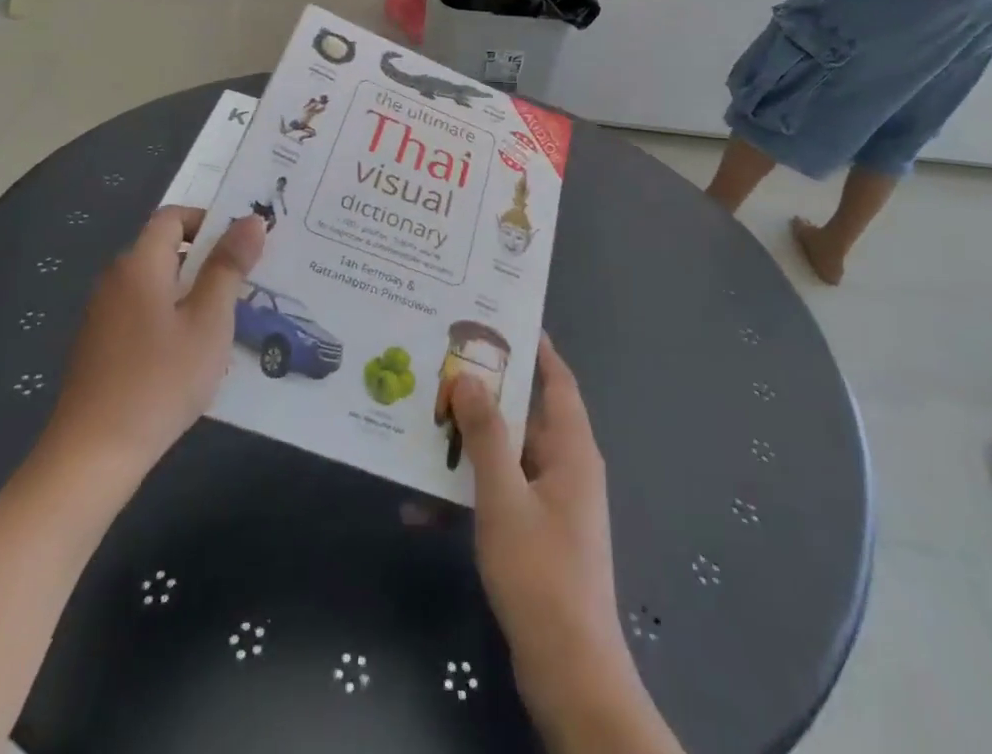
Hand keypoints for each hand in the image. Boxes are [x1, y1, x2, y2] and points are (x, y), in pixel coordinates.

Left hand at [38, 207, 265, 480]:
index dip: (209, 221)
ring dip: (192, 290)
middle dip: (207, 258)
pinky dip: (171, 316)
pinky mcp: (100, 346)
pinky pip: (143, 311)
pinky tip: (193, 352)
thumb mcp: (209, 321)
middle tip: (248, 281)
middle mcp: (116, 280)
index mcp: (139, 264)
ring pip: (156, 283)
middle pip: (165, 249)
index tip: (243, 245)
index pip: (173, 217)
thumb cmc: (160, 380)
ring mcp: (103, 315)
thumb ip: (229, 267)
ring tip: (228, 318)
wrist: (92, 456)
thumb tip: (253, 219)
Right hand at [444, 338, 632, 720]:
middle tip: (442, 369)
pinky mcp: (535, 533)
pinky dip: (466, 497)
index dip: (537, 349)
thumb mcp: (504, 498)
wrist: (568, 670)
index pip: (558, 381)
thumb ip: (486, 436)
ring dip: (467, 448)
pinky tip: (419, 510)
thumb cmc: (540, 572)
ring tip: (421, 429)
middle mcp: (566, 467)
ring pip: (506, 456)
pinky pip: (499, 496)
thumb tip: (468, 378)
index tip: (504, 321)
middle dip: (484, 396)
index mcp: (572, 449)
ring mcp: (551, 502)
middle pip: (525, 415)